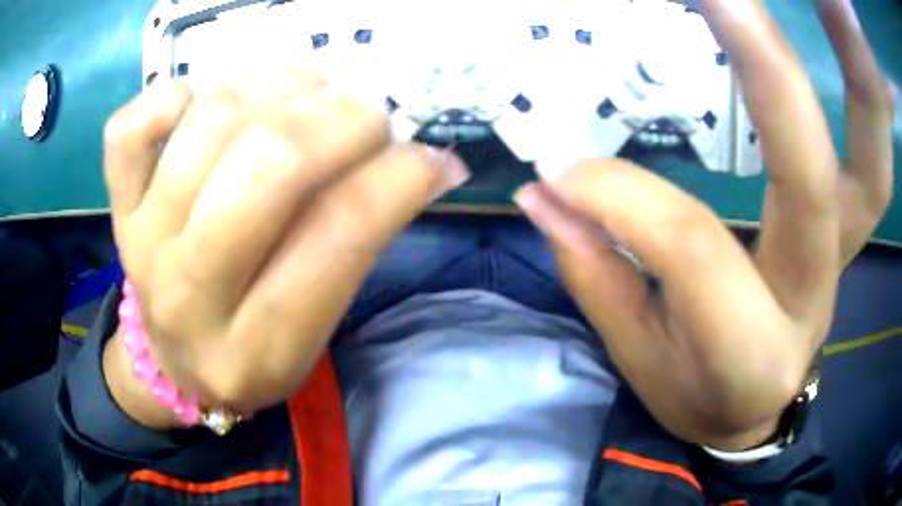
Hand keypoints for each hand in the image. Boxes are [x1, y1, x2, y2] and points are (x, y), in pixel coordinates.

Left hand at [101, 68, 468, 425]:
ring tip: (307, 89)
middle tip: (369, 112)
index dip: (399, 179)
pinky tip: (206, 102)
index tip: (433, 157)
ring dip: (275, 85)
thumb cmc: (251, 353)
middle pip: (266, 168)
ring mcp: (140, 240)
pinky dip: (174, 93)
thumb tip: (425, 161)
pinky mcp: (117, 206)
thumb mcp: (313, 331)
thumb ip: (359, 242)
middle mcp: (188, 294)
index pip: (337, 237)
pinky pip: (130, 128)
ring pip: (207, 125)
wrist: (171, 363)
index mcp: (255, 346)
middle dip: (339, 120)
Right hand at [515, 0, 895, 449]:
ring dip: (840, 66)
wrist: (760, 408)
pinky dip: (854, 89)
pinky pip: (867, 155)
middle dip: (771, 73)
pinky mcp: (846, 220)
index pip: (692, 249)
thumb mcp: (640, 359)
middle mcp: (812, 289)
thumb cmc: (699, 396)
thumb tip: (547, 190)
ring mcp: (840, 247)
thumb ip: (597, 272)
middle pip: (809, 174)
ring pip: (867, 161)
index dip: (623, 198)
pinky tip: (820, 31)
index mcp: (750, 351)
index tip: (562, 170)